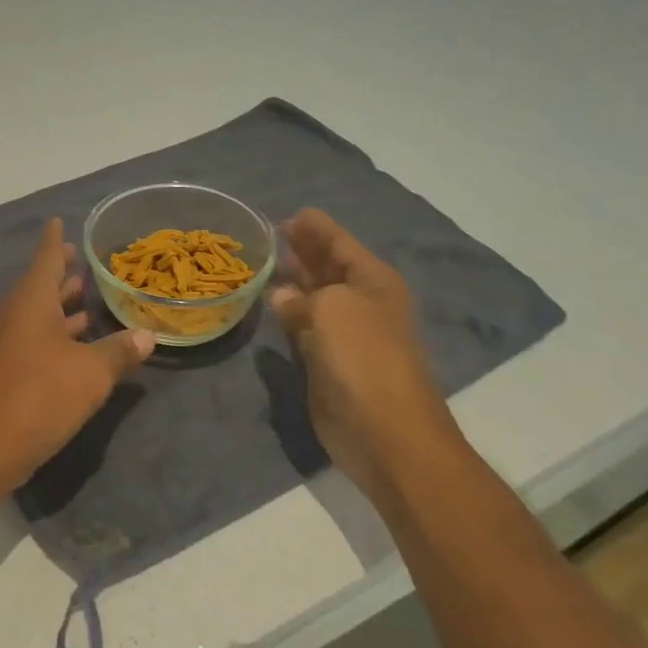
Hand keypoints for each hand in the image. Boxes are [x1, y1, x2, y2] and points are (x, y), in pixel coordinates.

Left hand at [0, 219, 156, 498]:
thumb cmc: (40, 395)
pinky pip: (34, 336)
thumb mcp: (91, 373)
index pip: (45, 257)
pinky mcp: (6, 369)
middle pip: (40, 284)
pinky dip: (55, 331)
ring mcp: (6, 342)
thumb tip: (147, 336)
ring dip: (60, 304)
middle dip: (61, 272)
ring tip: (85, 295)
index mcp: (31, 301)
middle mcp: (14, 314)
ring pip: (37, 312)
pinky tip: (77, 342)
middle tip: (82, 259)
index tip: (58, 221)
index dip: (55, 240)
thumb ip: (119, 352)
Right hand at [268, 209, 461, 493]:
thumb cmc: (364, 357)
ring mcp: (346, 334)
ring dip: (292, 281)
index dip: (316, 227)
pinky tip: (268, 304)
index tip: (288, 214)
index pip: (341, 243)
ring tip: (262, 263)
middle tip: (268, 235)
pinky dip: (287, 314)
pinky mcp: (328, 362)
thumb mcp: (331, 309)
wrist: (385, 432)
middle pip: (328, 267)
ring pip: (314, 297)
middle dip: (302, 250)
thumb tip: (281, 294)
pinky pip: (303, 327)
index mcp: (373, 281)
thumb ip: (301, 296)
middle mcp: (361, 302)